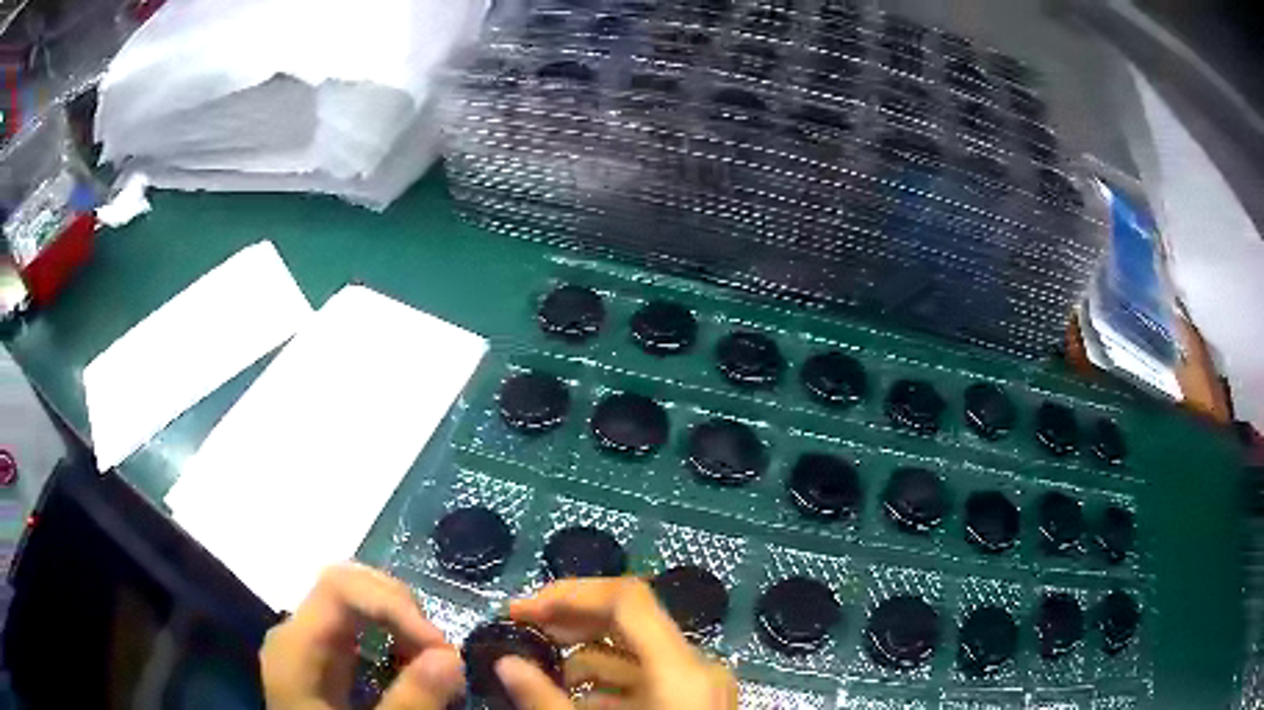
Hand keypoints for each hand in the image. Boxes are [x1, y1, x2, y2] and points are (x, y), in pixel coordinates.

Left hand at [261, 562, 463, 709]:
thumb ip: (409, 701)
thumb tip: (451, 657)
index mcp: (294, 645)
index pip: (339, 588)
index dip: (394, 604)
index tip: (441, 648)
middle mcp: (294, 632)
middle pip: (345, 586)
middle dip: (400, 609)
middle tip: (441, 653)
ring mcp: (305, 644)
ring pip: (352, 603)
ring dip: (399, 622)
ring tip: (432, 660)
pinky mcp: (320, 660)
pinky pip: (354, 628)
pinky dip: (389, 636)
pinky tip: (409, 665)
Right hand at [497, 578, 738, 709]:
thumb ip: (545, 699)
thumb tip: (505, 663)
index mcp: (682, 669)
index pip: (626, 598)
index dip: (566, 593)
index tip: (519, 610)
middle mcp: (699, 667)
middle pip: (630, 619)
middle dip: (569, 621)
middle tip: (522, 632)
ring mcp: (703, 686)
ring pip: (637, 654)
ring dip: (585, 655)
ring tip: (541, 670)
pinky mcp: (698, 703)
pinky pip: (650, 679)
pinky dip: (610, 682)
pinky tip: (575, 696)